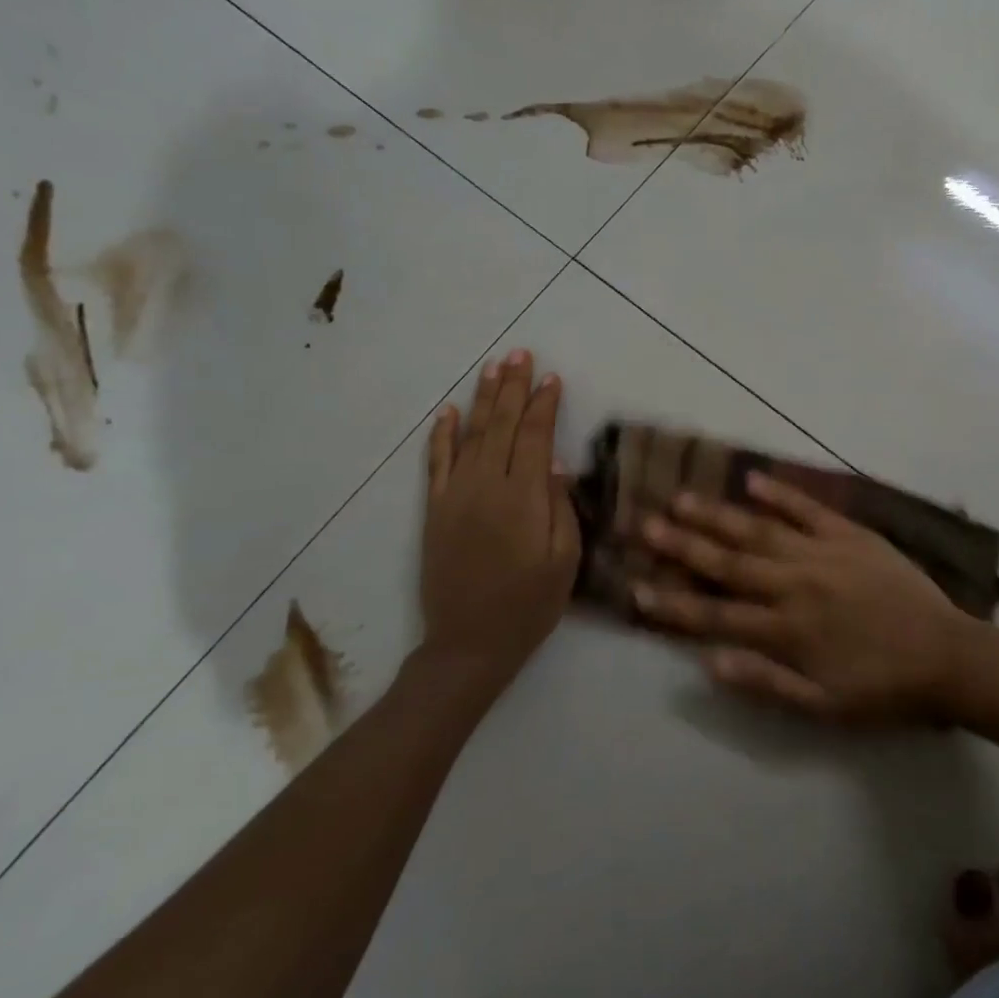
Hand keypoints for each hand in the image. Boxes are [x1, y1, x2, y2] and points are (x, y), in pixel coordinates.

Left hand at [418, 350, 579, 704]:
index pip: (535, 438)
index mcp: (523, 499)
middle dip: (513, 388)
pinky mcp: (435, 510)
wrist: (468, 643)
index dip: (544, 405)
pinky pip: (436, 463)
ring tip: (494, 368)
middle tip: (521, 354)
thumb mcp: (564, 562)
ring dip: (483, 399)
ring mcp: (455, 496)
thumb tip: (556, 464)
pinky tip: (449, 412)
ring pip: (472, 435)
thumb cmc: (529, 606)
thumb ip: (561, 509)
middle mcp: (487, 487)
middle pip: (502, 426)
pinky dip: (442, 435)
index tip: (553, 379)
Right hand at [634, 470, 970, 722]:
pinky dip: (780, 493)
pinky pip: (809, 509)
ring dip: (718, 515)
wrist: (949, 657)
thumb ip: (765, 683)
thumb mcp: (823, 707)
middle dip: (682, 544)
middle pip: (728, 562)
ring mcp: (823, 554)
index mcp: (787, 630)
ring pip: (759, 531)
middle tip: (644, 523)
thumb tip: (707, 663)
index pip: (717, 615)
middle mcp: (796, 585)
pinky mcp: (851, 536)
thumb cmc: (883, 689)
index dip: (674, 603)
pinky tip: (751, 478)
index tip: (636, 587)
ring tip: (682, 497)